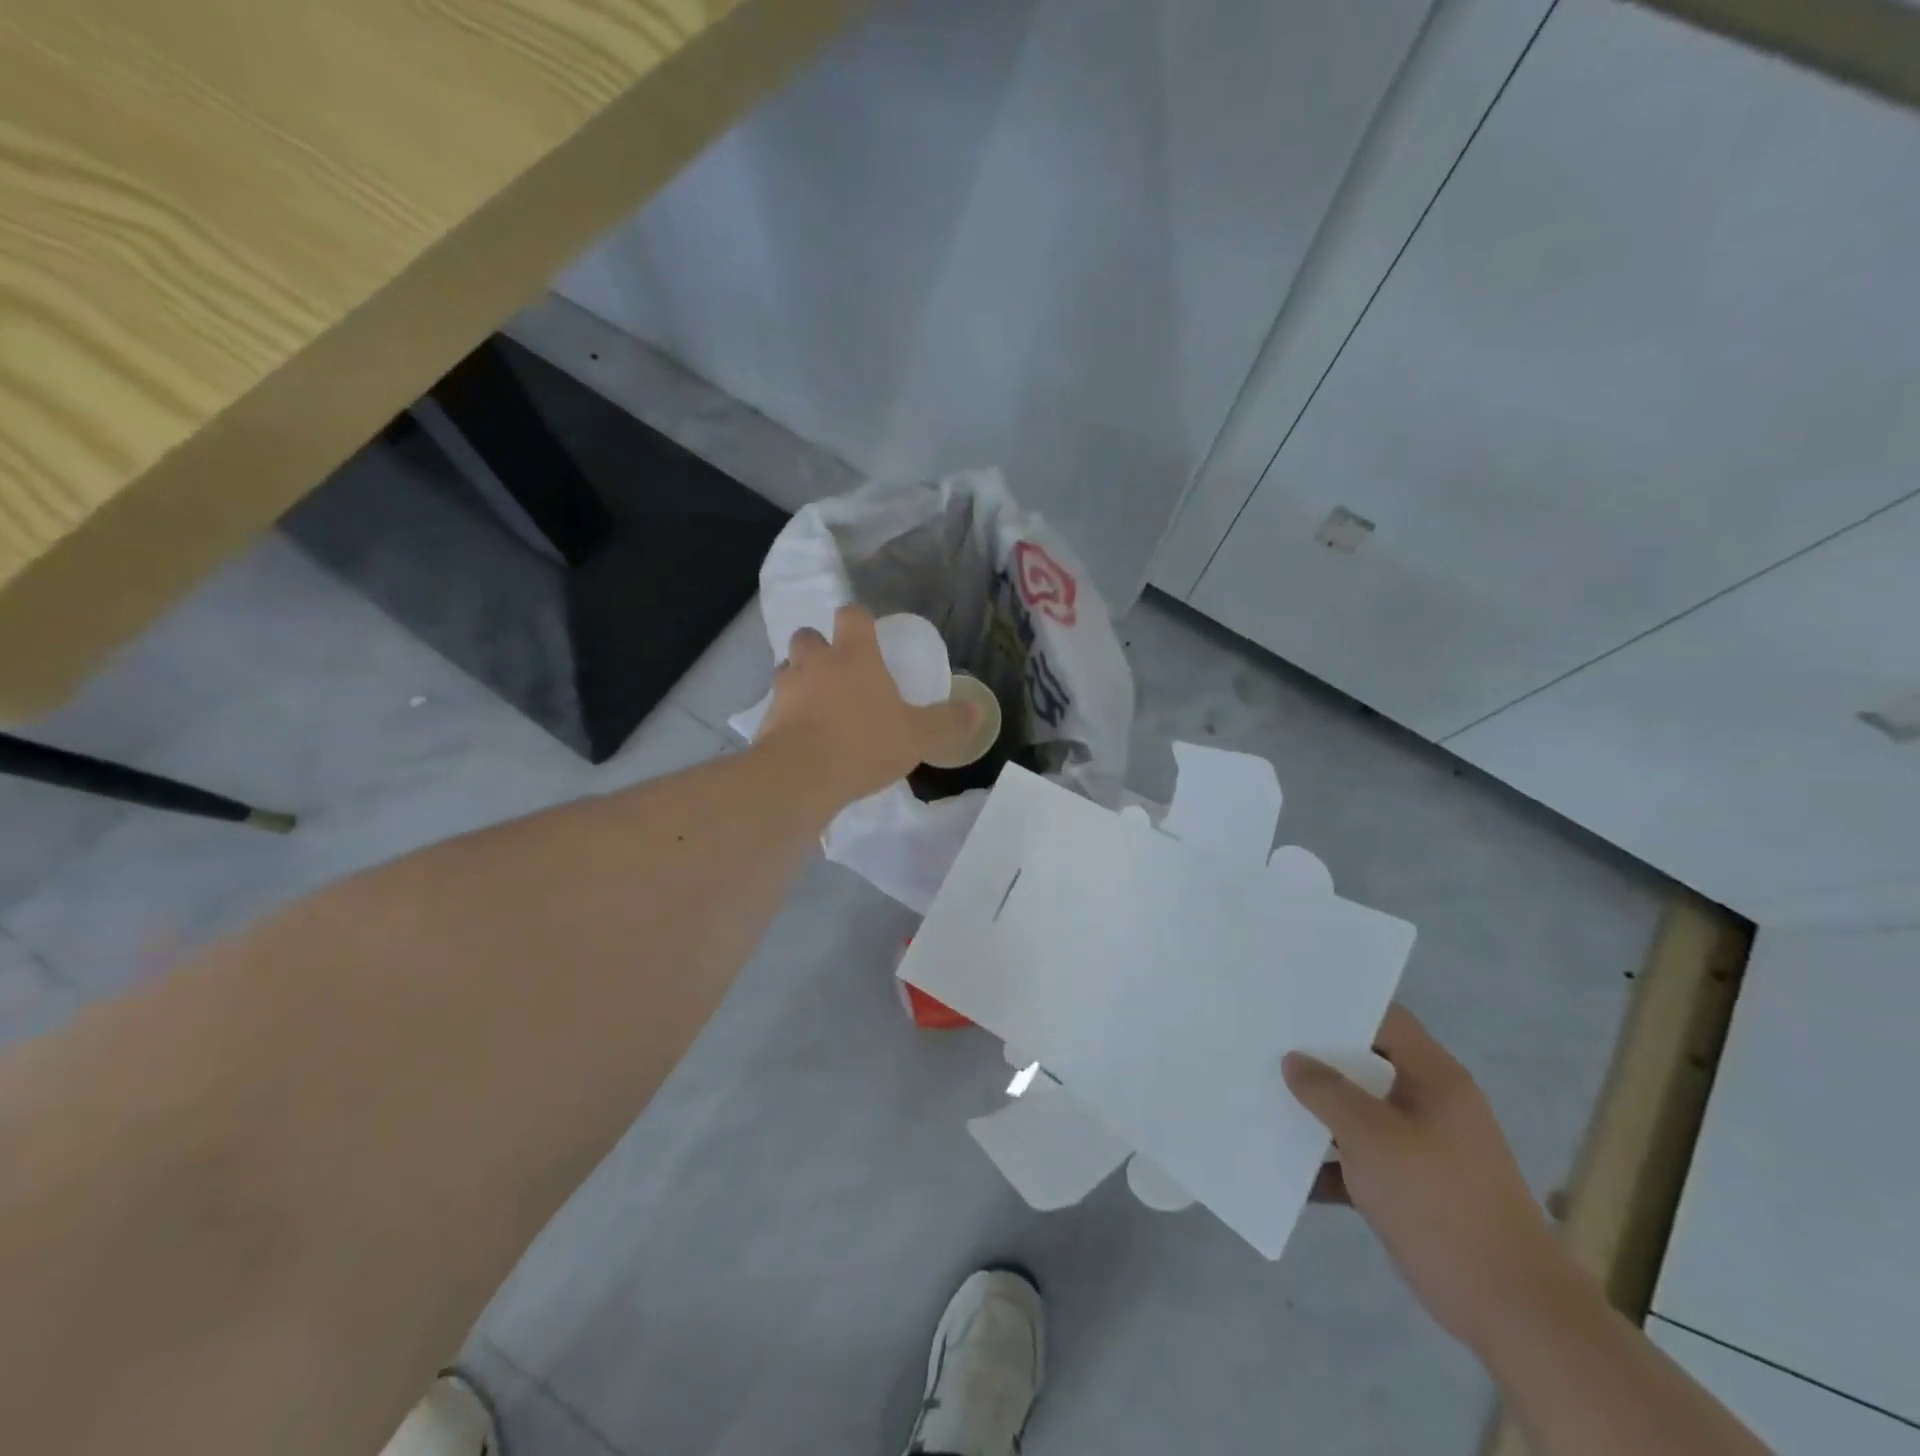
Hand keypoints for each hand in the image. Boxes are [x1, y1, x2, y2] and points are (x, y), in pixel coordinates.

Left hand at [755, 605, 981, 806]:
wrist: (800, 777)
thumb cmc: (864, 744)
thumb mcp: (917, 737)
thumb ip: (947, 722)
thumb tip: (978, 711)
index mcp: (854, 655)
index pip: (852, 615)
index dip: (859, 619)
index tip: (867, 632)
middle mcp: (815, 662)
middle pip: (808, 636)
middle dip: (819, 647)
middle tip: (837, 671)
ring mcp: (786, 688)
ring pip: (787, 669)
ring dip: (799, 679)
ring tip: (817, 703)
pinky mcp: (766, 718)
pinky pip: (777, 706)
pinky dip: (788, 714)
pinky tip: (803, 736)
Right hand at [1283, 1006, 1574, 1355]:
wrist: (1510, 1308)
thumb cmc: (1439, 1200)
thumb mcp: (1372, 1135)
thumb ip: (1327, 1091)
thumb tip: (1294, 1060)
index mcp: (1433, 1078)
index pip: (1385, 1020)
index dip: (1341, 1007)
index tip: (1291, 1004)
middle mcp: (1430, 1104)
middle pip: (1366, 1065)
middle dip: (1318, 1060)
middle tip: (1266, 1046)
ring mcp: (1423, 1148)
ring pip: (1360, 1114)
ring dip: (1319, 1114)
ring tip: (1264, 1099)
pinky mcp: (1413, 1190)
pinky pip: (1362, 1162)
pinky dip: (1331, 1165)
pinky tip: (1289, 1171)